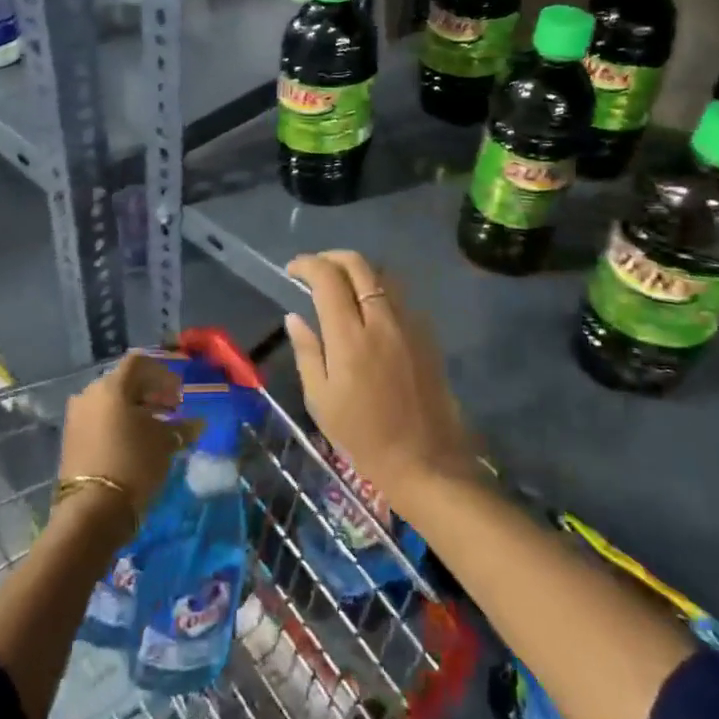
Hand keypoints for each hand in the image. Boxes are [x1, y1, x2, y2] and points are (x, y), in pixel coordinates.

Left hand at [58, 354, 194, 527]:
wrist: (92, 510)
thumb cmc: (133, 464)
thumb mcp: (164, 443)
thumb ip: (182, 428)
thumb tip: (198, 423)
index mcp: (112, 385)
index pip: (139, 363)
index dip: (163, 374)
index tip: (179, 393)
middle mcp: (90, 393)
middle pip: (125, 381)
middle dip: (150, 391)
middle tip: (172, 409)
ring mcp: (77, 415)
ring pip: (111, 401)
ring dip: (135, 408)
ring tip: (156, 427)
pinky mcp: (71, 438)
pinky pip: (100, 418)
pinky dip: (119, 422)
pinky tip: (135, 440)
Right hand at [285, 251, 476, 508]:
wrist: (426, 461)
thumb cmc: (363, 437)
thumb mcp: (321, 400)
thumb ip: (307, 352)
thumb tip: (295, 316)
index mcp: (350, 337)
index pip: (327, 278)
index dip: (307, 265)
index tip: (292, 270)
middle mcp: (381, 320)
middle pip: (358, 264)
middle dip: (331, 257)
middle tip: (315, 269)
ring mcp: (409, 324)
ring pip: (382, 275)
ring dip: (357, 270)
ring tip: (340, 284)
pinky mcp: (426, 334)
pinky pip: (399, 296)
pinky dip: (378, 289)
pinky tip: (369, 310)